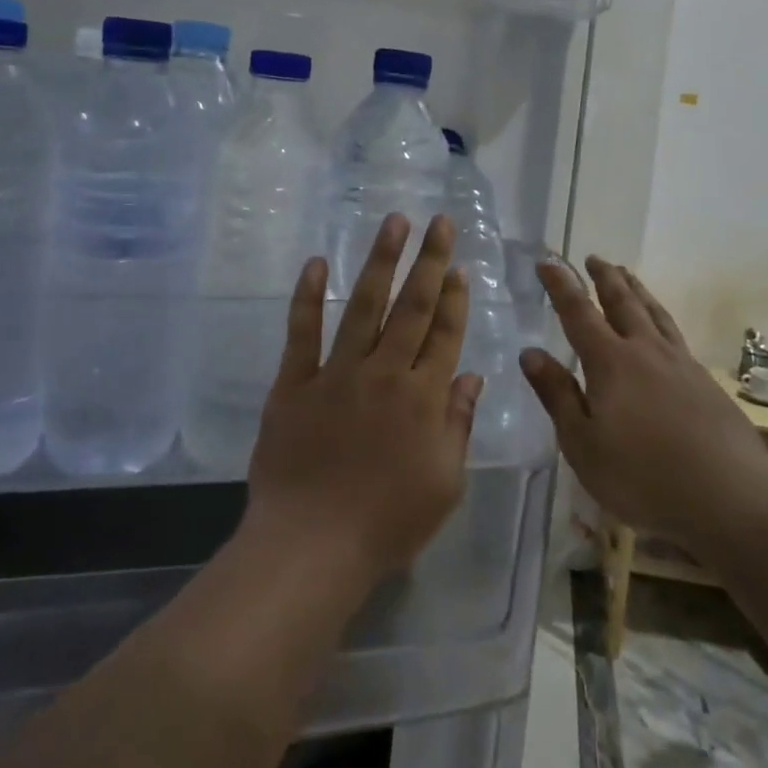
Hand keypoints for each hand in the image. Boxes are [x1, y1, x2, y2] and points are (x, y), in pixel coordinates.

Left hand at [244, 213, 481, 587]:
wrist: (312, 546)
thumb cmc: (387, 523)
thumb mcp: (445, 483)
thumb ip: (458, 425)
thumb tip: (472, 377)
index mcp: (424, 398)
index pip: (446, 334)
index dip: (455, 297)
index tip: (459, 267)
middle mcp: (386, 373)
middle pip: (413, 307)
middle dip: (430, 260)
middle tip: (440, 222)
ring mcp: (338, 373)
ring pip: (365, 306)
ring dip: (381, 261)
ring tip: (394, 222)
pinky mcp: (296, 383)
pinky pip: (303, 332)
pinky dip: (309, 296)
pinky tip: (317, 263)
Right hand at [520, 256, 767, 542]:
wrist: (729, 495)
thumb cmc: (642, 475)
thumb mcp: (583, 443)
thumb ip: (557, 394)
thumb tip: (530, 353)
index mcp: (610, 363)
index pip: (579, 313)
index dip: (561, 285)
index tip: (548, 261)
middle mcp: (645, 351)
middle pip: (622, 302)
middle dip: (604, 277)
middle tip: (594, 257)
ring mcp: (680, 363)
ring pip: (654, 313)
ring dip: (637, 290)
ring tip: (627, 275)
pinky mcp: (705, 381)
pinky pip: (675, 334)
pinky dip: (661, 318)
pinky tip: (663, 329)